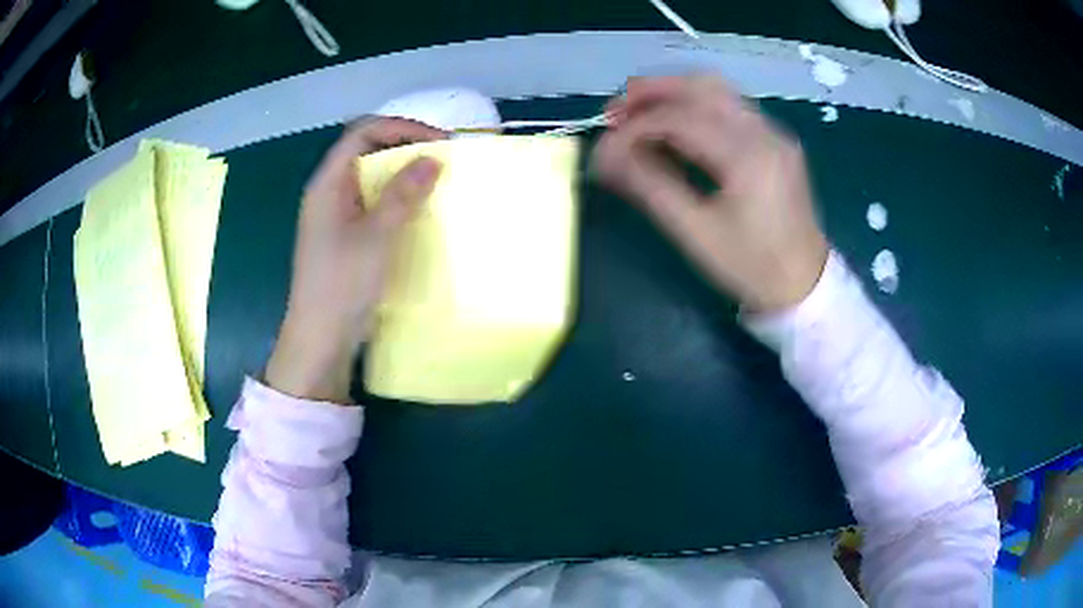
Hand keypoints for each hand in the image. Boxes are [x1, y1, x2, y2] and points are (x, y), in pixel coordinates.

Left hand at [265, 117, 446, 402]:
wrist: (320, 338)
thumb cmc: (342, 284)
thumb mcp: (376, 236)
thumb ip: (402, 194)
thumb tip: (432, 158)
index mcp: (328, 183)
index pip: (363, 133)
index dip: (401, 128)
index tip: (438, 141)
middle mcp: (329, 192)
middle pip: (366, 151)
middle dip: (405, 148)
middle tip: (441, 160)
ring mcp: (335, 215)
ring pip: (371, 178)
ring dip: (402, 175)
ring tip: (435, 182)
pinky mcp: (345, 236)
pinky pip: (373, 204)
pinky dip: (396, 199)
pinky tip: (417, 211)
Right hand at [593, 76, 827, 311]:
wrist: (805, 285)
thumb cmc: (750, 267)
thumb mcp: (695, 232)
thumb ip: (649, 186)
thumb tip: (605, 156)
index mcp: (748, 156)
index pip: (680, 119)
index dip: (635, 126)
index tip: (604, 145)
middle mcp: (765, 131)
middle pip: (701, 87)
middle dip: (652, 92)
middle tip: (615, 112)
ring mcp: (774, 132)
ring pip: (717, 90)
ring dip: (673, 93)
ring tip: (638, 111)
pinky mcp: (776, 140)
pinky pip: (731, 107)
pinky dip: (696, 106)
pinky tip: (675, 125)